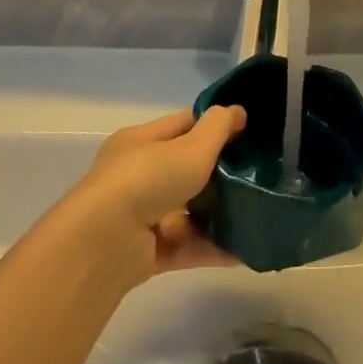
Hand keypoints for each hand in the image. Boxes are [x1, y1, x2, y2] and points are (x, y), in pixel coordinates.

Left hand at [63, 106, 246, 285]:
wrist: (105, 244)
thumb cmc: (148, 179)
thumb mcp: (190, 146)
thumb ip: (218, 127)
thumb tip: (237, 111)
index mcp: (142, 142)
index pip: (182, 125)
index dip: (214, 125)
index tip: (247, 131)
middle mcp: (138, 176)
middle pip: (185, 169)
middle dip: (220, 173)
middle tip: (257, 176)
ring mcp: (141, 215)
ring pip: (187, 210)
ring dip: (219, 214)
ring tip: (256, 214)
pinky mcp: (147, 252)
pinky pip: (187, 246)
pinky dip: (212, 248)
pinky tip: (244, 250)